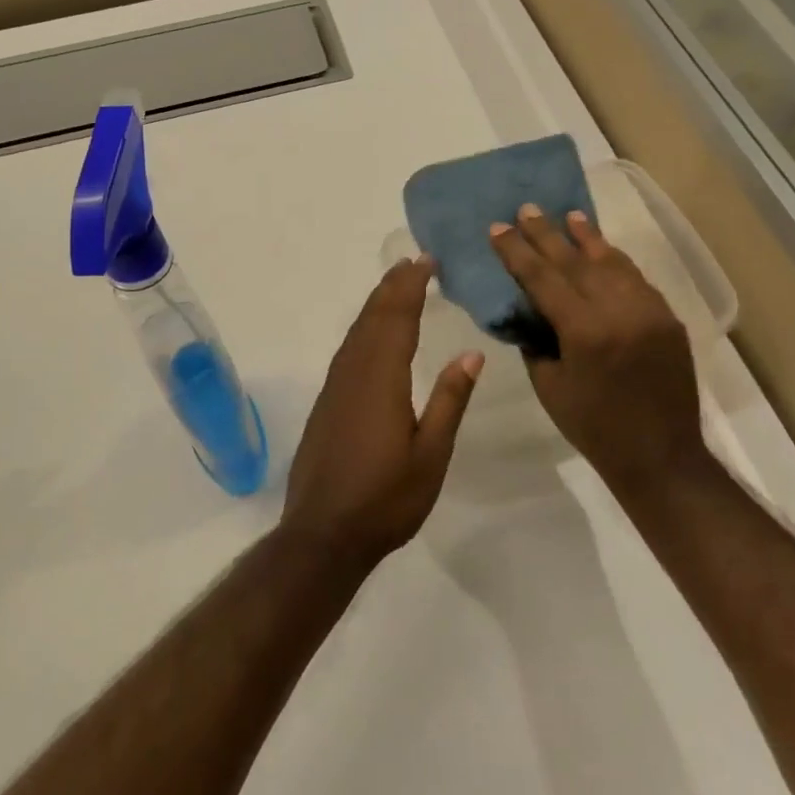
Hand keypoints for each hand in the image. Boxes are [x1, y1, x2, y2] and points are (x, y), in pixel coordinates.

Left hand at [281, 259, 483, 568]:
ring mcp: (335, 388)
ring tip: (394, 285)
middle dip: (393, 286)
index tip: (425, 260)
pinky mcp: (326, 403)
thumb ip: (449, 400)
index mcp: (382, 379)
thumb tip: (471, 353)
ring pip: (356, 332)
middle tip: (412, 261)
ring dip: (376, 304)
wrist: (323, 534)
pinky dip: (363, 328)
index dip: (411, 286)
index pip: (397, 318)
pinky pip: (347, 350)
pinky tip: (370, 335)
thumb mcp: (431, 454)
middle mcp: (354, 373)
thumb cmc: (386, 499)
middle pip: (373, 317)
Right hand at [490, 205, 702, 489]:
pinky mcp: (668, 318)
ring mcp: (649, 311)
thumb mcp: (549, 386)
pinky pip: (636, 279)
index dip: (517, 252)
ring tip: (568, 216)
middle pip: (576, 261)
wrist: (661, 455)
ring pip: (612, 263)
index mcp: (585, 331)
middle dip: (548, 234)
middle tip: (527, 209)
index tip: (498, 228)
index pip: (543, 278)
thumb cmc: (594, 427)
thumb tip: (527, 309)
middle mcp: (620, 311)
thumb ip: (536, 340)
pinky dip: (615, 262)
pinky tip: (602, 250)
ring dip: (587, 238)